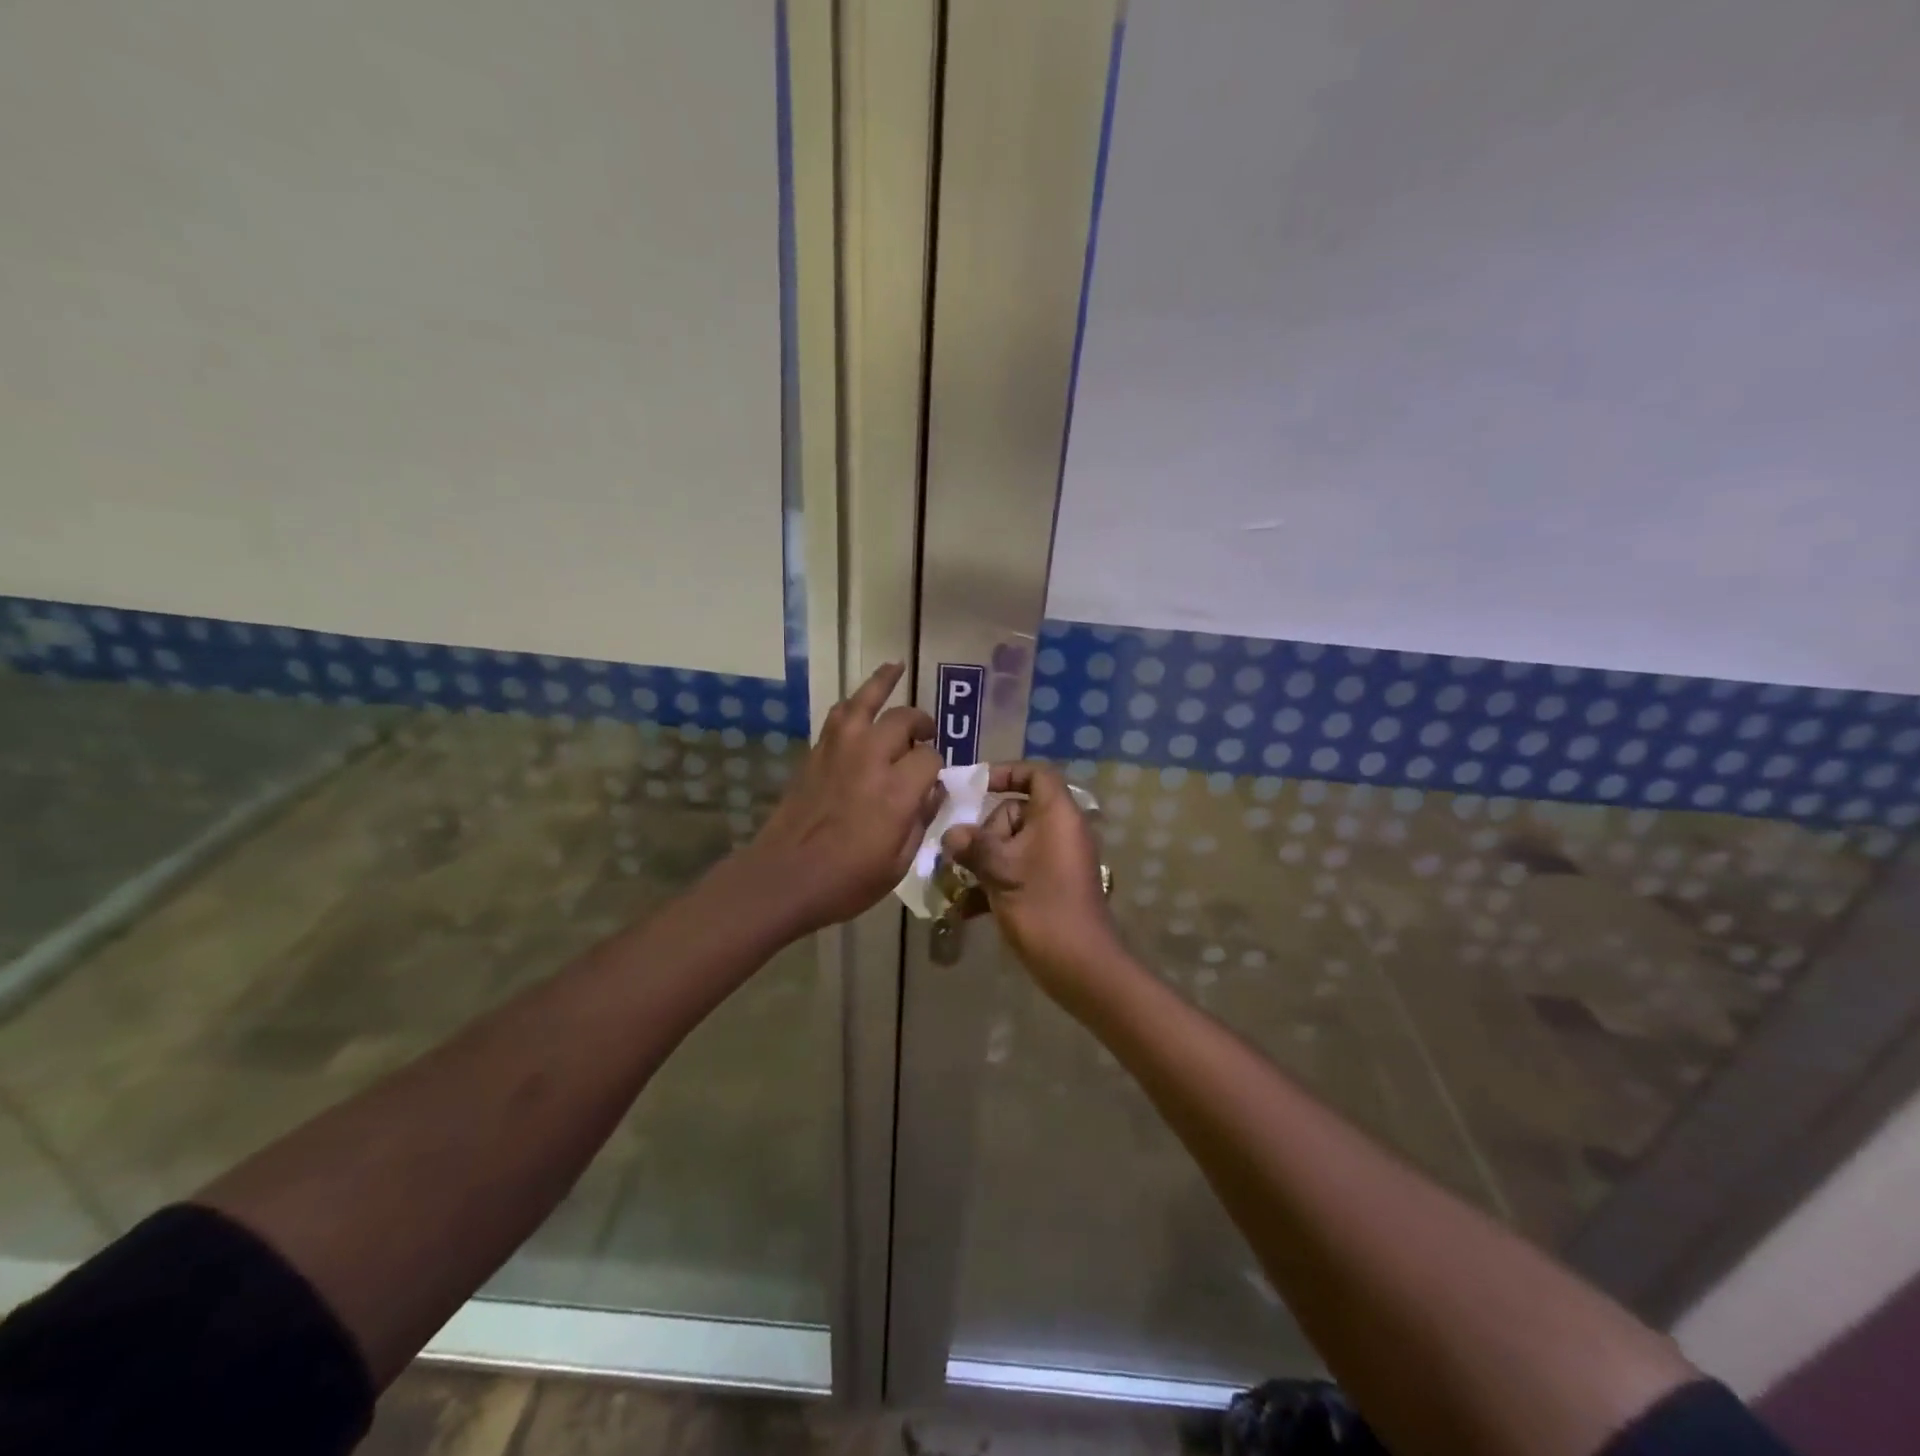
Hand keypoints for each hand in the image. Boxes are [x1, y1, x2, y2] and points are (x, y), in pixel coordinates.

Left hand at [740, 662, 942, 935]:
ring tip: (897, 668)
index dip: (937, 767)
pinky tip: (860, 701)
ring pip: (866, 700)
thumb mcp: (899, 863)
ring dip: (884, 682)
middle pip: (904, 720)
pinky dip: (854, 702)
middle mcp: (870, 758)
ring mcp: (839, 750)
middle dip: (921, 725)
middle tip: (926, 735)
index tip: (934, 783)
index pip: (930, 757)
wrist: (784, 877)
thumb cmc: (847, 880)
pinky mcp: (816, 752)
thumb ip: (921, 820)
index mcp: (896, 790)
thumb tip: (933, 791)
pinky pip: (839, 714)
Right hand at [940, 762, 1120, 994]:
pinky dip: (997, 881)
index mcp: (1057, 814)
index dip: (1006, 773)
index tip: (975, 787)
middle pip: (1017, 811)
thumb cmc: (1041, 906)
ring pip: (1014, 844)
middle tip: (966, 856)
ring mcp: (1058, 859)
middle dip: (986, 831)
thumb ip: (973, 846)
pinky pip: (1020, 868)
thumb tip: (952, 834)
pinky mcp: (1053, 884)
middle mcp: (1062, 830)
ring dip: (985, 860)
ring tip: (960, 883)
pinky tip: (969, 907)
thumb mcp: (1000, 871)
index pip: (1036, 774)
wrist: (1079, 964)